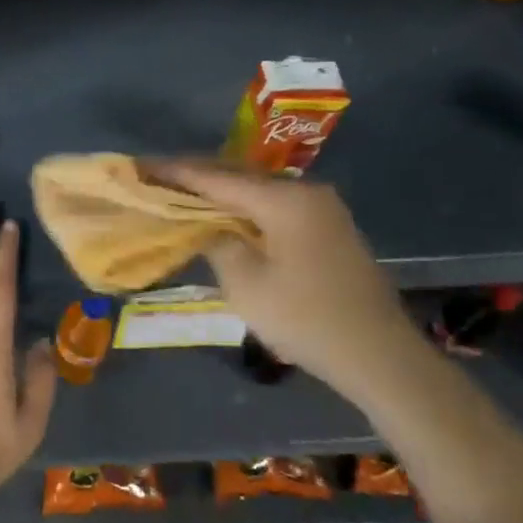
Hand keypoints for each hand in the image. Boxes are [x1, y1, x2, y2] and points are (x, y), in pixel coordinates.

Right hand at [148, 161, 424, 402]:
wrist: (381, 357)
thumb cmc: (307, 320)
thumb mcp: (246, 285)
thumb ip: (217, 243)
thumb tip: (206, 225)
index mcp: (284, 200)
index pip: (217, 178)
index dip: (176, 173)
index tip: (141, 166)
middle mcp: (305, 192)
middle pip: (238, 176)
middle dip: (197, 176)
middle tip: (156, 177)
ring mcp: (322, 208)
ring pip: (257, 190)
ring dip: (221, 192)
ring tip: (182, 193)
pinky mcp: (328, 227)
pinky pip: (275, 205)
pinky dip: (245, 207)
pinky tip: (224, 215)